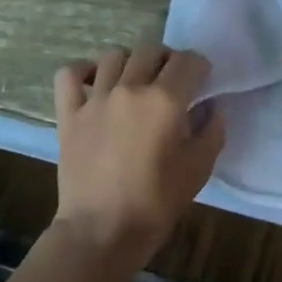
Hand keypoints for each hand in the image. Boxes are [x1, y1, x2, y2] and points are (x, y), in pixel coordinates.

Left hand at [53, 44, 225, 265]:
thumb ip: (212, 131)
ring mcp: (95, 98)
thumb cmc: (157, 203)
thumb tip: (212, 108)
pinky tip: (93, 82)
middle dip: (167, 60)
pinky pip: (69, 74)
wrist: (102, 231)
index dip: (200, 66)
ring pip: (113, 55)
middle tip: (171, 82)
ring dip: (130, 62)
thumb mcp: (199, 169)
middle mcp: (130, 88)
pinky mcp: (69, 113)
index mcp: (165, 100)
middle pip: (151, 50)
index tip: (202, 80)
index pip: (188, 61)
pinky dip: (82, 71)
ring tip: (134, 82)